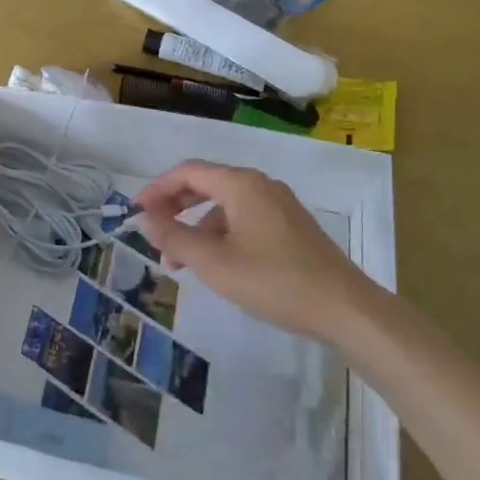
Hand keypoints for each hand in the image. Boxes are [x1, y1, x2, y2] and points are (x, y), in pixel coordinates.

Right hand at [135, 162, 375, 342]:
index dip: (157, 188)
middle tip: (153, 233)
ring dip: (197, 226)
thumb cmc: (274, 281)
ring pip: (225, 204)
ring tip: (181, 263)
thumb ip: (176, 239)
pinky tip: (217, 263)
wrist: (344, 307)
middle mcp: (260, 185)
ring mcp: (279, 204)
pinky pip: (244, 217)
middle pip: (206, 184)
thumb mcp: (215, 264)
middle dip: (175, 207)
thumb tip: (146, 220)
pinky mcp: (290, 225)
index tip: (135, 211)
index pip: (188, 172)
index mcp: (241, 184)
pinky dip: (221, 233)